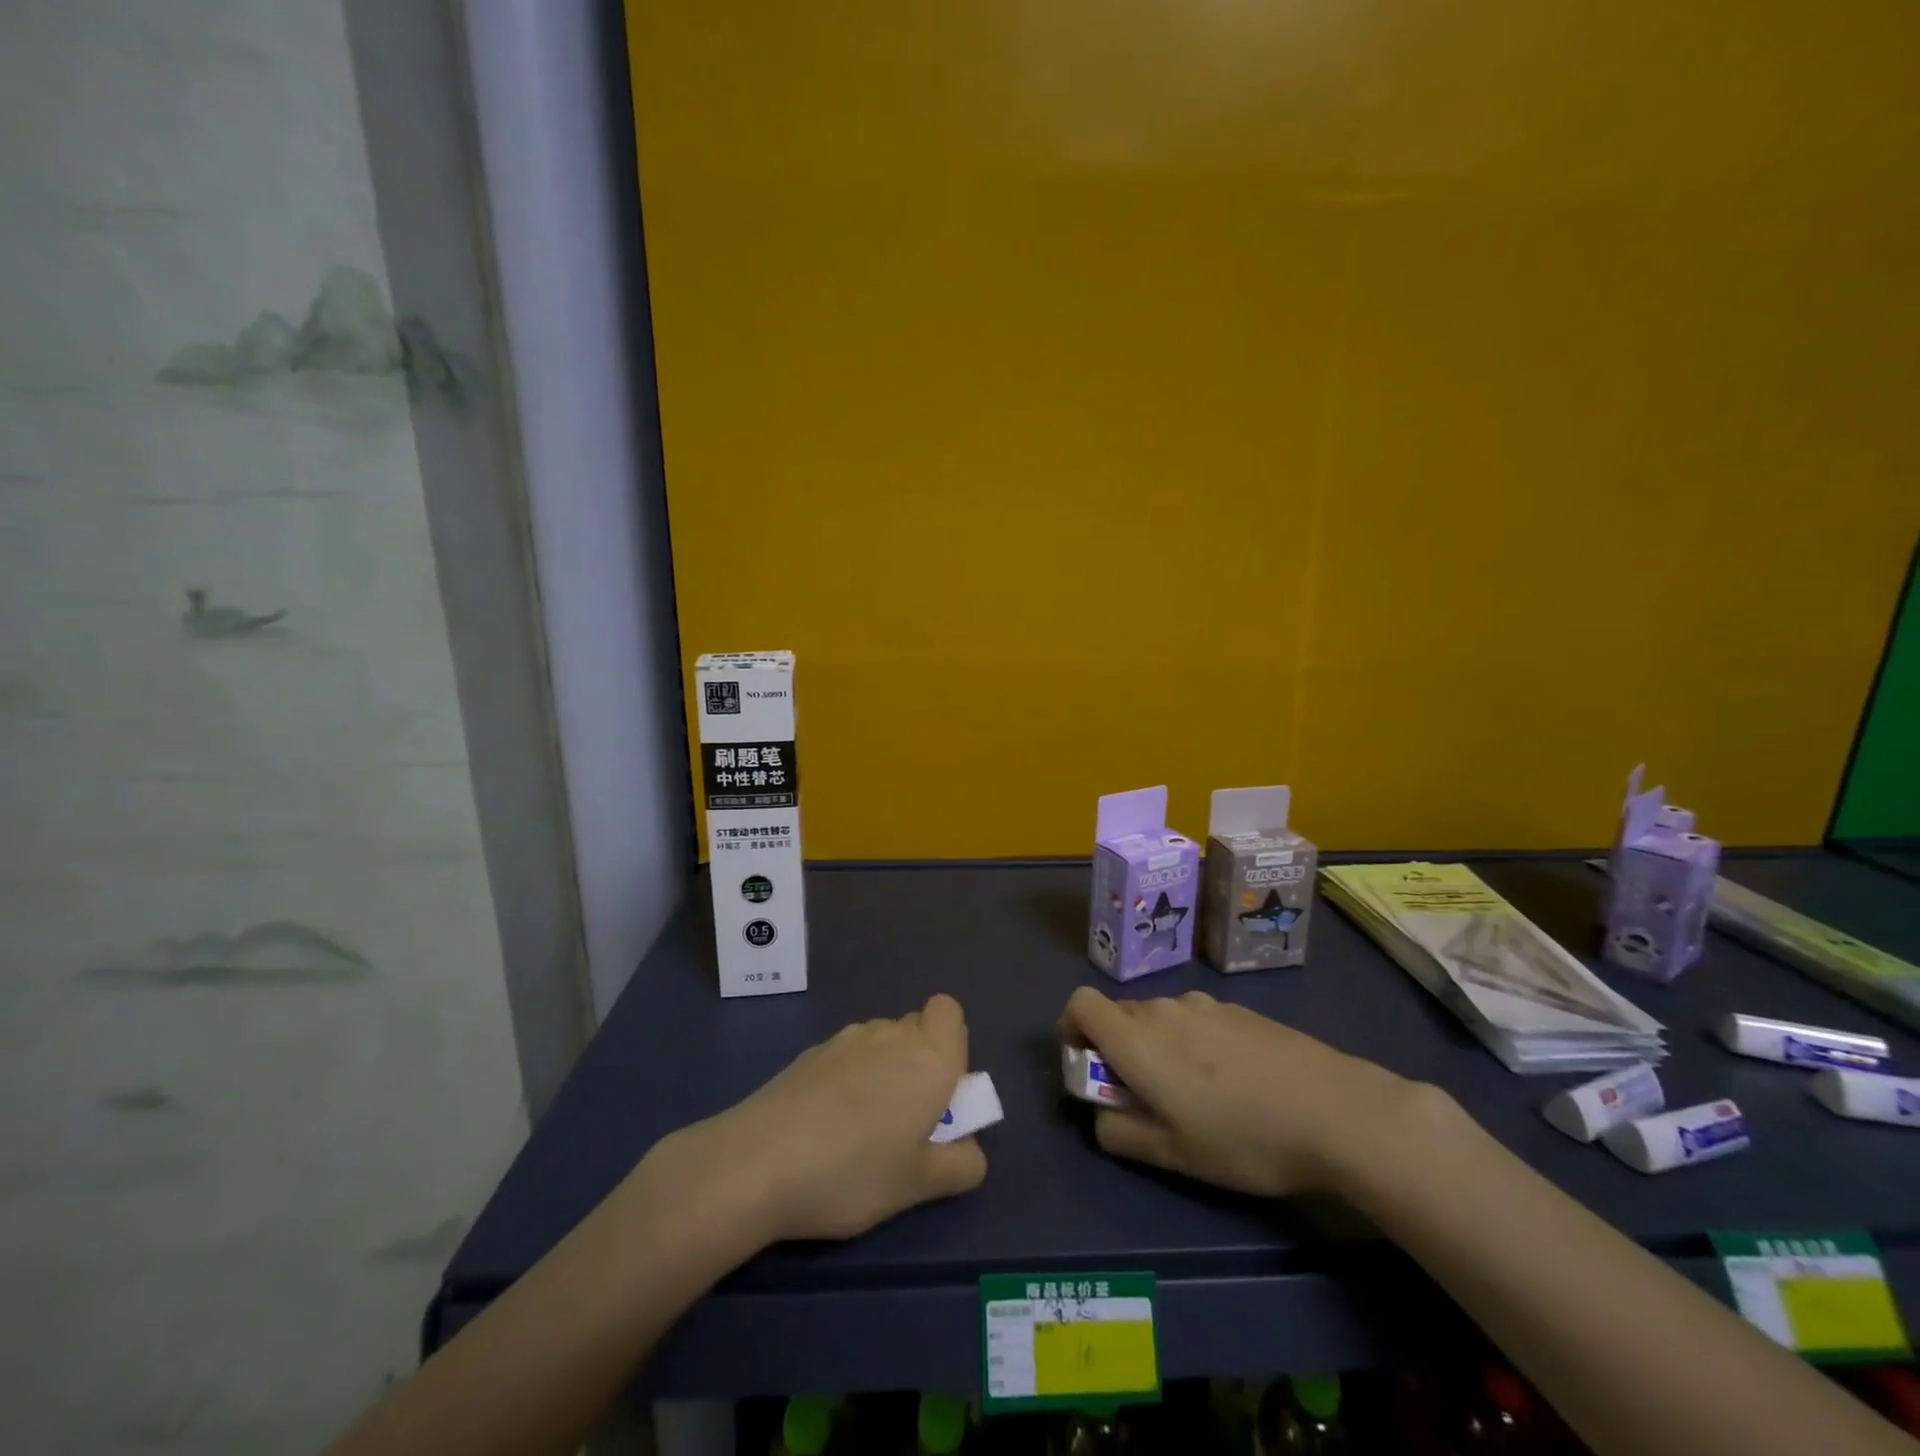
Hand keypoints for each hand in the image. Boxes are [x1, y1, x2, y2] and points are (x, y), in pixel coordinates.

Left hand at [647, 994, 988, 1244]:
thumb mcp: (918, 1185)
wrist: (758, 1161)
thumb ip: (960, 1166)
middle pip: (916, 1027)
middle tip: (906, 1119)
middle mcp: (891, 1035)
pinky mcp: (810, 1053)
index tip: (940, 1092)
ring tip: (862, 1129)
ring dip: (884, 1070)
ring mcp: (846, 1039)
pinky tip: (826, 1126)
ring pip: (881, 1041)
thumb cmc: (853, 1171)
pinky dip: (849, 1079)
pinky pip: (847, 1056)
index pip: (950, 1013)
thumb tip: (970, 1150)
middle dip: (919, 1062)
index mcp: (929, 1057)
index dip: (952, 1045)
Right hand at [1061, 987, 1427, 1197]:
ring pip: (1159, 1018)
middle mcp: (1163, 1009)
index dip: (1073, 1031)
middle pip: (1119, 1013)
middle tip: (1146, 1098)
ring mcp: (1204, 1004)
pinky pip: (1196, 1018)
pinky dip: (1194, 1043)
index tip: (1090, 1068)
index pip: (1079, 1003)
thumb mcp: (1173, 1155)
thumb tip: (1101, 1117)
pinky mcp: (1238, 1009)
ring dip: (1157, 1047)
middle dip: (1117, 1049)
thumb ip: (1119, 1134)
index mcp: (1136, 1039)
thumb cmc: (1243, 1138)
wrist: (1335, 1110)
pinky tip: (1235, 1083)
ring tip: (1197, 1096)